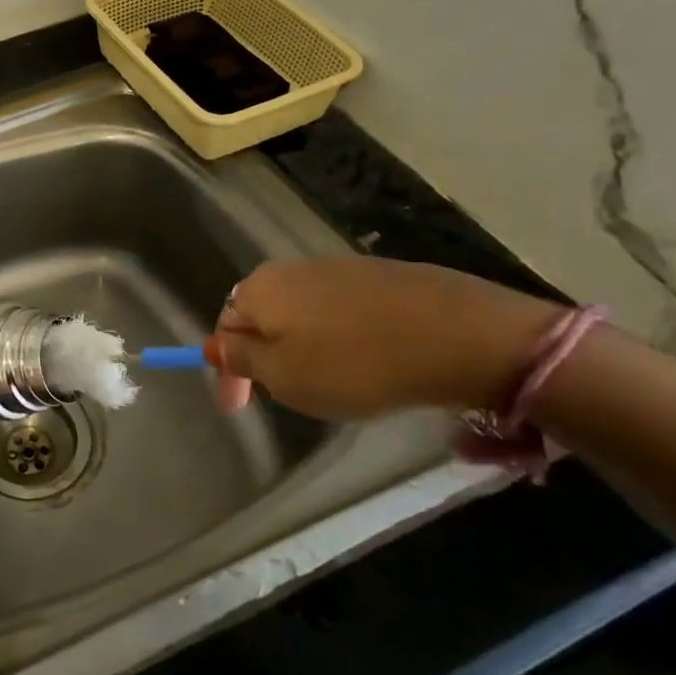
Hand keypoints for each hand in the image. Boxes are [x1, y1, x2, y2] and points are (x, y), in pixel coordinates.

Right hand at [204, 257, 562, 419]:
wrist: (460, 335)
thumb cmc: (355, 363)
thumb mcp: (285, 377)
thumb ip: (243, 360)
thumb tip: (215, 346)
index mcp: (260, 289)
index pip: (225, 326)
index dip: (228, 369)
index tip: (239, 407)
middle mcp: (291, 268)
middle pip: (262, 313)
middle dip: (264, 352)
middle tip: (283, 392)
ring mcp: (339, 266)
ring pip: (302, 309)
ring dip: (302, 343)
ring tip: (325, 379)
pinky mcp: (381, 274)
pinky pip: (341, 308)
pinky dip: (339, 334)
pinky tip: (363, 357)